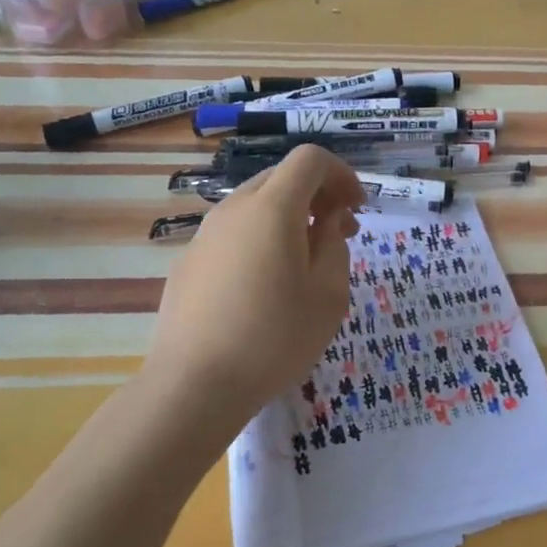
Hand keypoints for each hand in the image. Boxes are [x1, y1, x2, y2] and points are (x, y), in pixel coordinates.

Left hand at [145, 146, 363, 448]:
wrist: (192, 386)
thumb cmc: (274, 338)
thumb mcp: (328, 294)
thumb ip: (334, 245)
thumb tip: (327, 221)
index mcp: (272, 208)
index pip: (311, 159)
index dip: (342, 175)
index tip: (358, 209)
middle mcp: (234, 209)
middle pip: (282, 178)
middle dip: (318, 195)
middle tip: (341, 234)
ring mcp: (205, 235)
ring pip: (255, 206)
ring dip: (289, 218)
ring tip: (306, 261)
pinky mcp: (188, 263)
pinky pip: (233, 234)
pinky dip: (260, 239)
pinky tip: (265, 286)